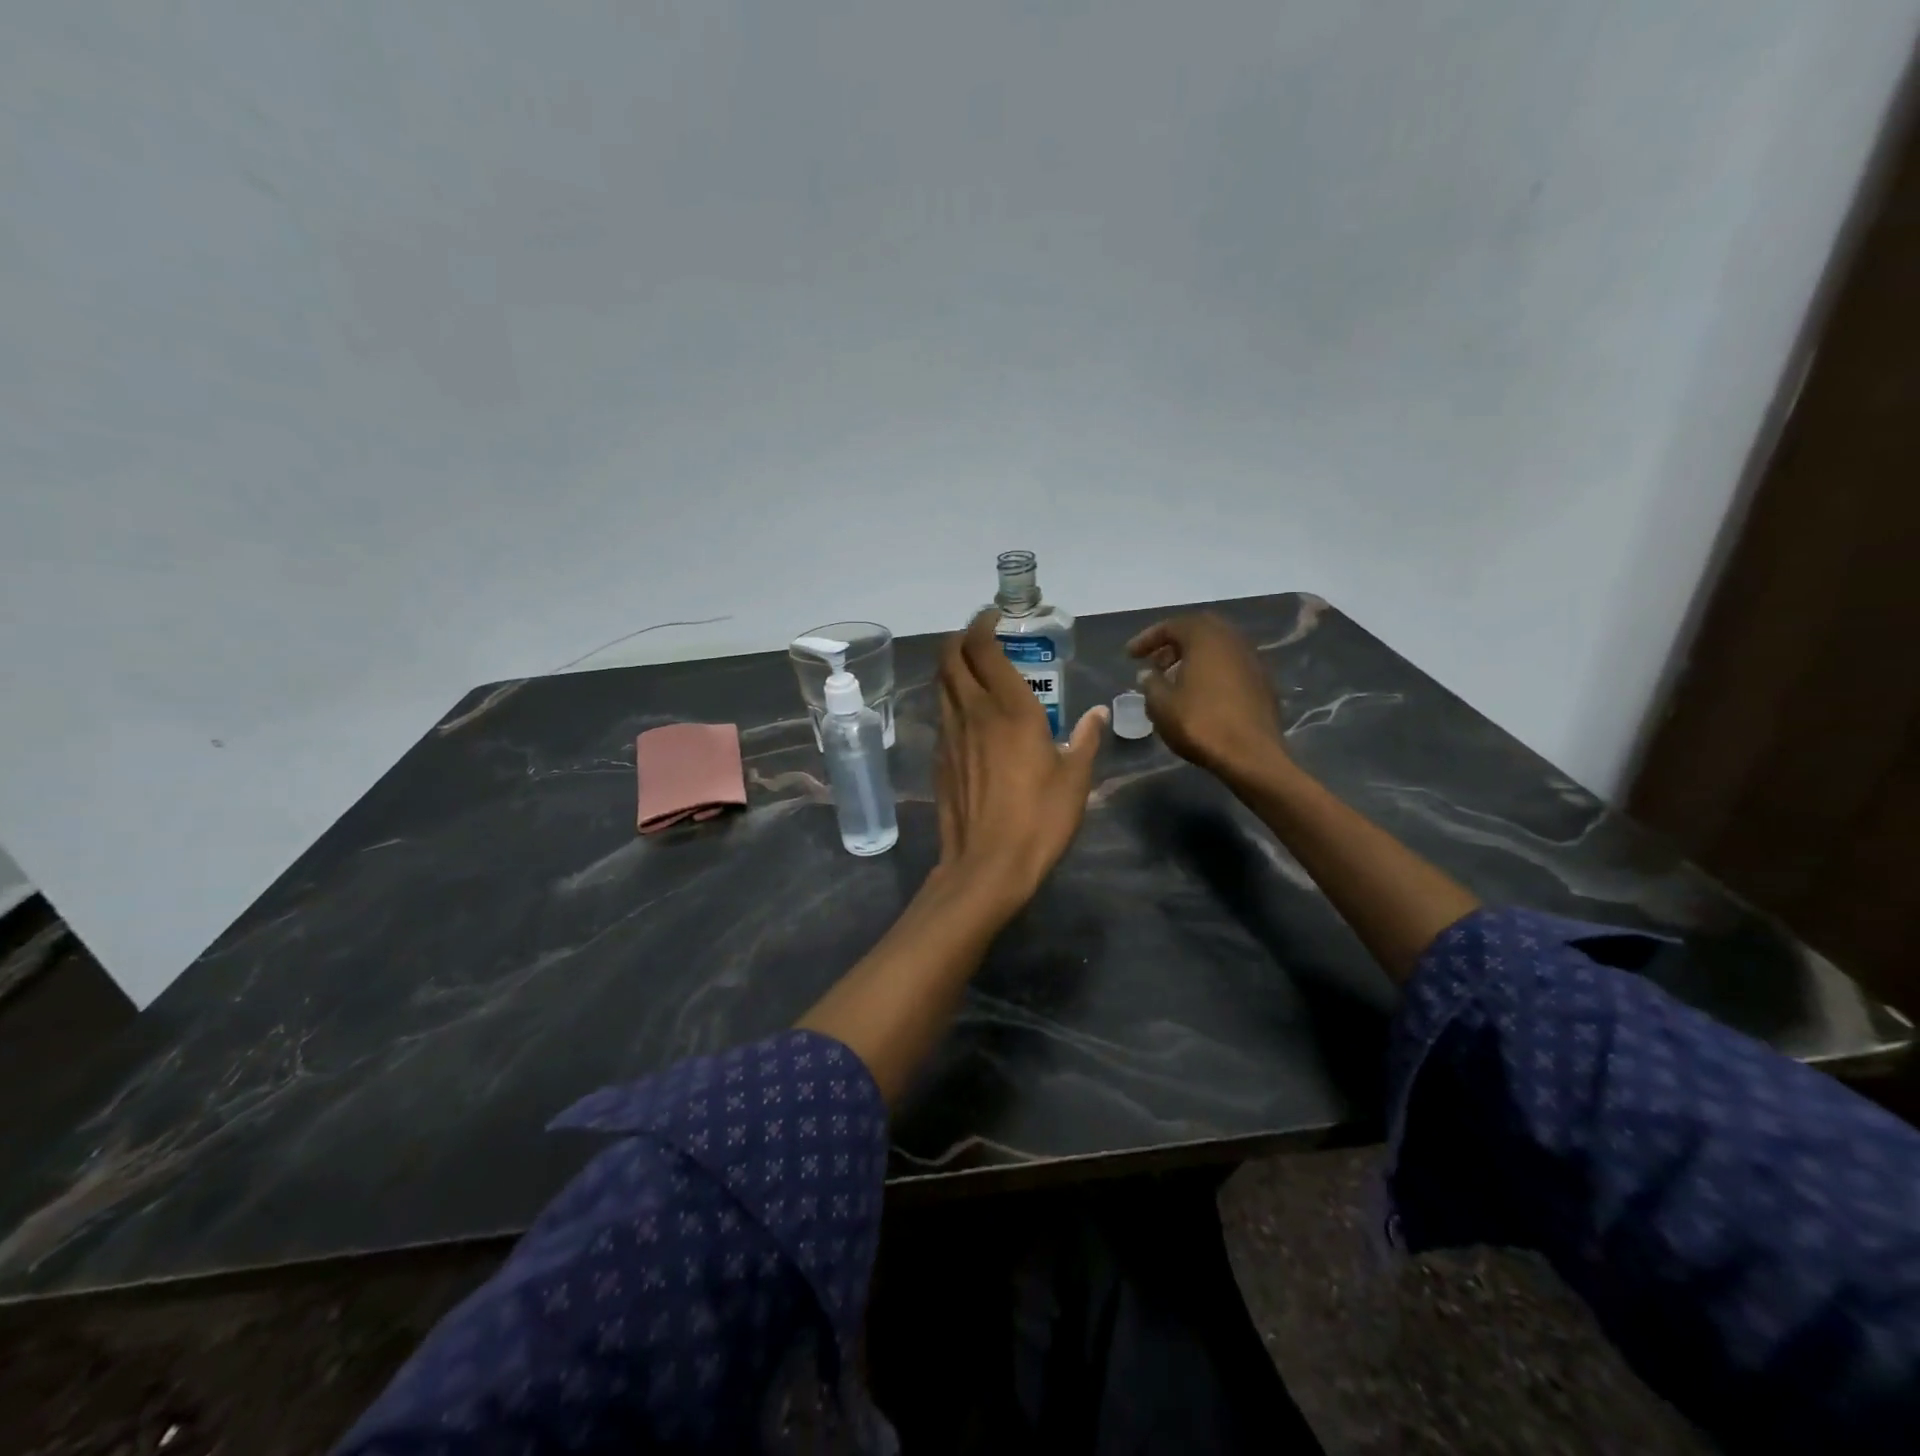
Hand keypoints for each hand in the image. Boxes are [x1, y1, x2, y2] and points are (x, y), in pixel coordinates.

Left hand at [935, 609, 1108, 913]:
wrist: (986, 865)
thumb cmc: (1039, 819)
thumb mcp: (1075, 779)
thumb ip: (1085, 739)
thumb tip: (1096, 713)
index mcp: (1008, 708)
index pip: (982, 648)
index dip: (982, 624)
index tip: (993, 618)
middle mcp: (972, 711)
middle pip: (950, 656)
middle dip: (960, 637)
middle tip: (980, 638)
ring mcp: (949, 735)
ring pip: (940, 684)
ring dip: (952, 667)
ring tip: (974, 670)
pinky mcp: (939, 759)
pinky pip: (941, 714)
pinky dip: (951, 699)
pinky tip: (970, 716)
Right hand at [1127, 613, 1286, 779]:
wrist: (1251, 755)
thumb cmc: (1200, 724)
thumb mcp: (1161, 705)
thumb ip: (1150, 683)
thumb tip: (1149, 673)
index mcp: (1206, 638)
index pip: (1172, 626)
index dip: (1147, 638)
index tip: (1130, 655)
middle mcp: (1232, 640)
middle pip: (1198, 630)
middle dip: (1173, 643)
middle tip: (1155, 662)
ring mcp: (1252, 660)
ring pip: (1217, 647)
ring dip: (1193, 657)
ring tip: (1173, 679)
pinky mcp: (1262, 682)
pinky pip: (1230, 665)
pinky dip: (1211, 670)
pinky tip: (1199, 693)